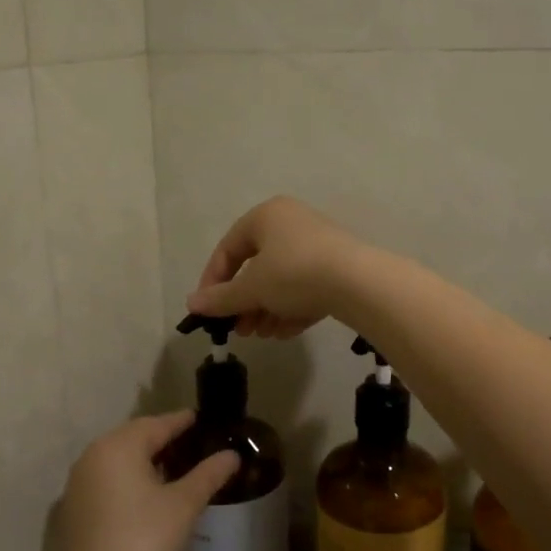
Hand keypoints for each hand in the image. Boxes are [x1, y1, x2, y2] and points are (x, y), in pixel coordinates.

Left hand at [53, 412, 240, 550]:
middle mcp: (91, 456)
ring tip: (170, 466)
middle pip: (132, 437)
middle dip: (159, 437)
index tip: (198, 418)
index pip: (156, 424)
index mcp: (118, 447)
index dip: (180, 421)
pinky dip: (124, 478)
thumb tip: (232, 455)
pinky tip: (143, 494)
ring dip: (141, 458)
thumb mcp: (184, 504)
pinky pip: (103, 480)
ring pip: (115, 458)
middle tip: (187, 441)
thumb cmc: (147, 540)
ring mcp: (77, 484)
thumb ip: (209, 474)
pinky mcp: (72, 509)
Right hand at [184, 196, 366, 338]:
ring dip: (267, 309)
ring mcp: (318, 244)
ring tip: (261, 335)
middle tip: (238, 328)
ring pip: (282, 280)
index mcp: (266, 216)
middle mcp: (291, 223)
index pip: (228, 248)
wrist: (358, 282)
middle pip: (257, 266)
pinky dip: (292, 308)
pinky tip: (285, 332)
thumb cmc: (294, 273)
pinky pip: (306, 287)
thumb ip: (221, 298)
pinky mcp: (338, 266)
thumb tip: (191, 304)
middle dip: (244, 302)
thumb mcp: (252, 288)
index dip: (213, 281)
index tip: (208, 310)